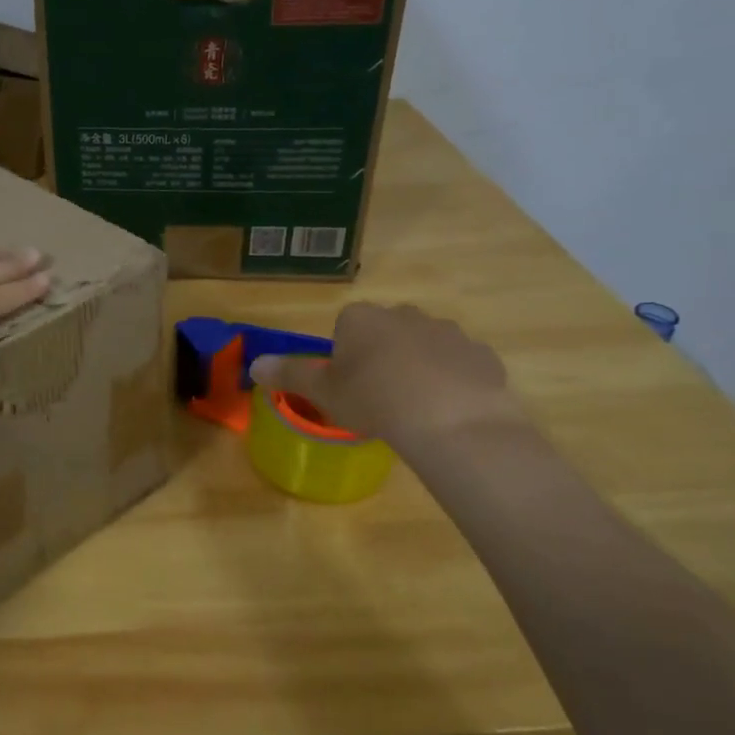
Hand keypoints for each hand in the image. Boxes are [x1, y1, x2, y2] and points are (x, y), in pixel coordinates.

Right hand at [249, 302, 525, 452]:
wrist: (451, 420)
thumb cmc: (373, 400)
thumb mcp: (322, 391)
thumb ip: (288, 374)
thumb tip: (254, 364)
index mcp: (362, 318)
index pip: (345, 326)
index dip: (344, 356)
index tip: (347, 385)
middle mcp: (404, 314)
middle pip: (386, 332)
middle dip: (382, 355)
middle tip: (377, 396)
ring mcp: (448, 332)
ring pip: (424, 346)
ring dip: (418, 367)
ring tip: (414, 408)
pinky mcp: (481, 355)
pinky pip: (459, 365)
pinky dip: (451, 381)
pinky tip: (446, 410)